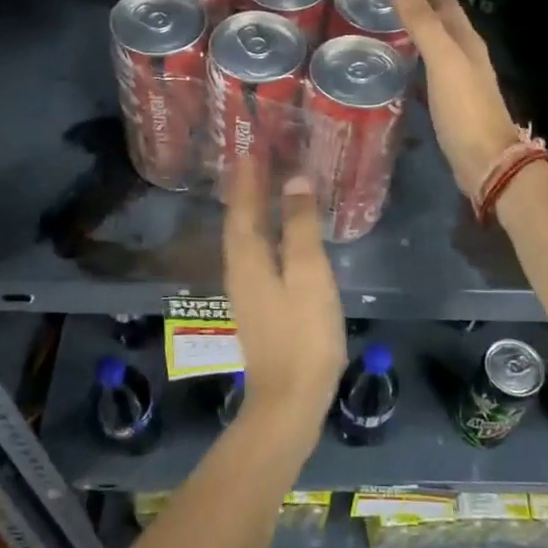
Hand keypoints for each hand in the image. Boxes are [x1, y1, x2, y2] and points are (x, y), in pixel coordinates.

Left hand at [222, 160, 347, 449]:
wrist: (288, 400)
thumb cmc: (303, 334)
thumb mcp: (308, 274)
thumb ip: (301, 227)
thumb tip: (294, 181)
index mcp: (248, 258)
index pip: (242, 206)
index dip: (246, 177)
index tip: (249, 147)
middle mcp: (239, 270)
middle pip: (238, 222)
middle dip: (244, 190)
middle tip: (255, 160)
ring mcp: (246, 292)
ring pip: (244, 240)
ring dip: (250, 211)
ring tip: (262, 188)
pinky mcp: (258, 308)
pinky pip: (254, 256)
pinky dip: (261, 234)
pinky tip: (275, 237)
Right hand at [388, 0, 521, 198]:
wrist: (486, 161)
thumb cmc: (464, 109)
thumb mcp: (441, 59)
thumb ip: (421, 20)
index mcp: (467, 40)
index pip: (444, 2)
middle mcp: (468, 55)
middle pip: (443, 21)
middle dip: (418, 6)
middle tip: (383, 1)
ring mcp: (462, 80)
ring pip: (437, 45)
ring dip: (417, 32)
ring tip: (386, 28)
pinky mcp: (453, 102)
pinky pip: (432, 70)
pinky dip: (416, 59)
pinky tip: (400, 66)